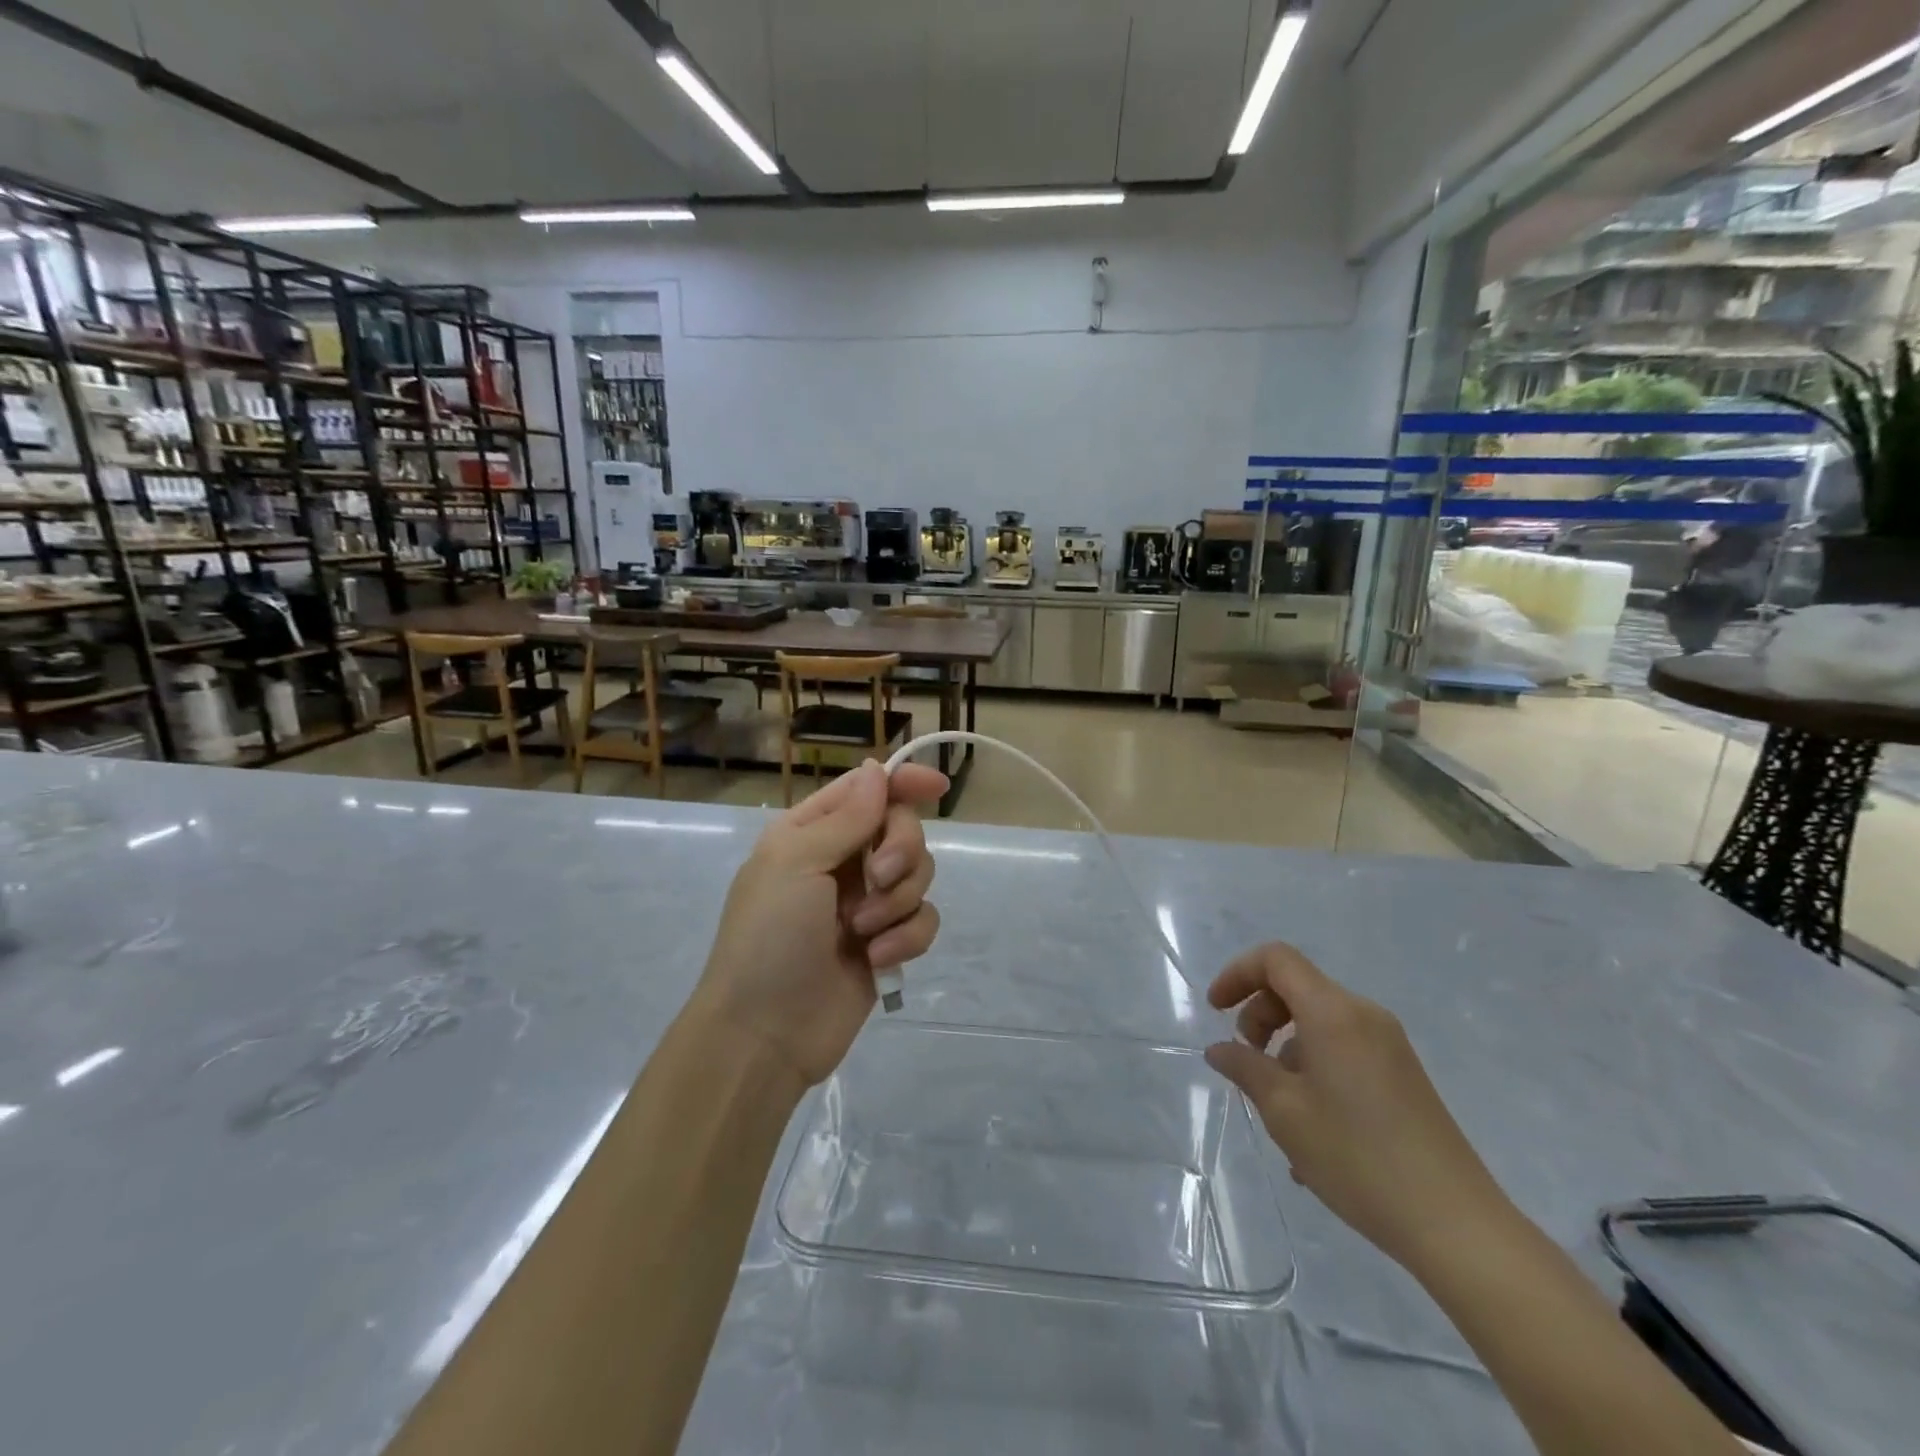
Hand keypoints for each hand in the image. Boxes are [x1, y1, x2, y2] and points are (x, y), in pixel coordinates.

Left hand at [689, 759, 947, 1088]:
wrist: (764, 1034)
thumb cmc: (768, 937)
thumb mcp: (796, 863)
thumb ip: (846, 817)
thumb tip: (877, 769)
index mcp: (811, 833)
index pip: (867, 790)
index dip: (904, 782)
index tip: (939, 787)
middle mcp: (842, 861)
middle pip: (902, 828)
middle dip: (900, 850)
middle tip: (878, 878)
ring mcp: (867, 904)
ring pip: (919, 874)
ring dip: (898, 899)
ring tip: (863, 931)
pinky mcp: (888, 943)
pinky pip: (923, 919)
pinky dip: (906, 937)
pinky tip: (877, 959)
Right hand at [1204, 943, 1511, 1273]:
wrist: (1456, 1226)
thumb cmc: (1358, 1158)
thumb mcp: (1284, 1112)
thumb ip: (1245, 1068)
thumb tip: (1221, 1050)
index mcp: (1334, 1013)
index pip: (1276, 959)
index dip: (1238, 974)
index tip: (1215, 1011)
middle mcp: (1364, 1017)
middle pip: (1297, 988)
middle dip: (1260, 1016)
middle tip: (1245, 1062)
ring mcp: (1389, 1047)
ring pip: (1319, 1024)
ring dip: (1285, 1050)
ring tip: (1276, 1111)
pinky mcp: (1403, 1077)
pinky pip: (1343, 1052)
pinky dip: (1313, 1070)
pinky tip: (1309, 1131)